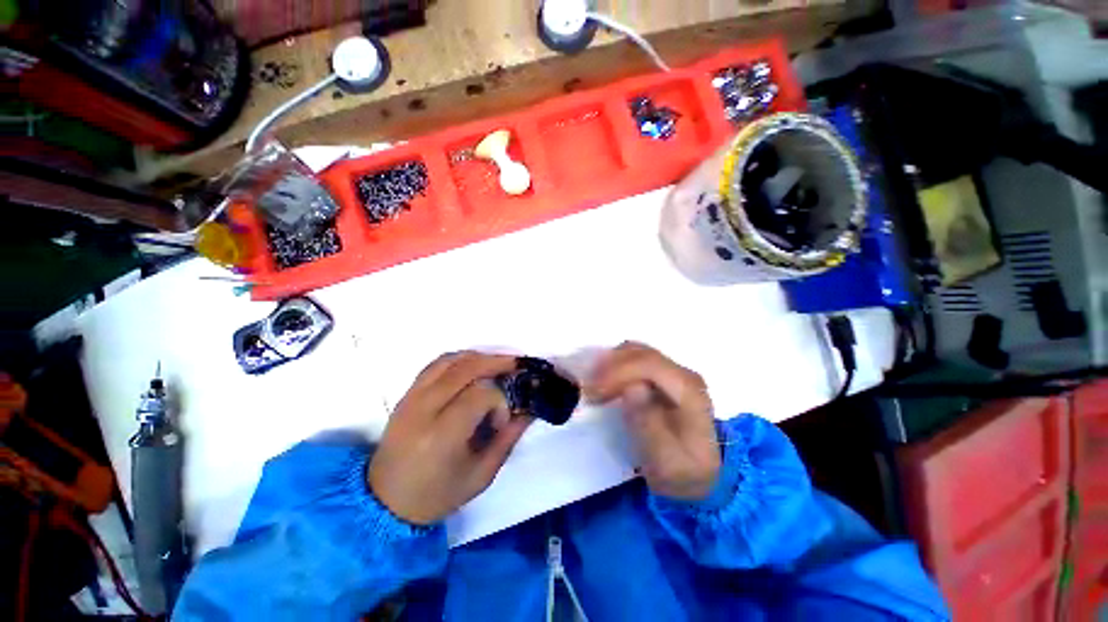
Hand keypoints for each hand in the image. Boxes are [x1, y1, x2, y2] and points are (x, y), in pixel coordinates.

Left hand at [368, 352, 531, 524]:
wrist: (385, 502)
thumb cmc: (437, 495)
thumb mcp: (481, 475)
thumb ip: (508, 439)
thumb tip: (530, 409)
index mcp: (441, 435)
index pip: (480, 394)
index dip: (500, 400)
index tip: (503, 419)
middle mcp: (423, 409)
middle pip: (466, 368)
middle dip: (496, 362)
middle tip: (517, 365)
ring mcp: (411, 398)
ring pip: (450, 360)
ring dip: (479, 357)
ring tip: (499, 363)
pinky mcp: (406, 394)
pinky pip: (436, 364)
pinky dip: (459, 359)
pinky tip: (474, 366)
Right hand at [585, 342, 719, 500]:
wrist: (700, 475)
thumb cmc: (682, 472)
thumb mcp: (666, 461)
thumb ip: (649, 423)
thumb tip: (632, 387)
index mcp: (689, 391)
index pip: (650, 365)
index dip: (618, 372)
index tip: (594, 391)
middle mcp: (682, 373)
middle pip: (640, 353)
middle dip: (609, 367)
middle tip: (588, 391)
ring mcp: (673, 371)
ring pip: (635, 352)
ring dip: (609, 364)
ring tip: (593, 387)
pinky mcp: (662, 374)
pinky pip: (633, 359)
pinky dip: (614, 366)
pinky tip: (603, 381)